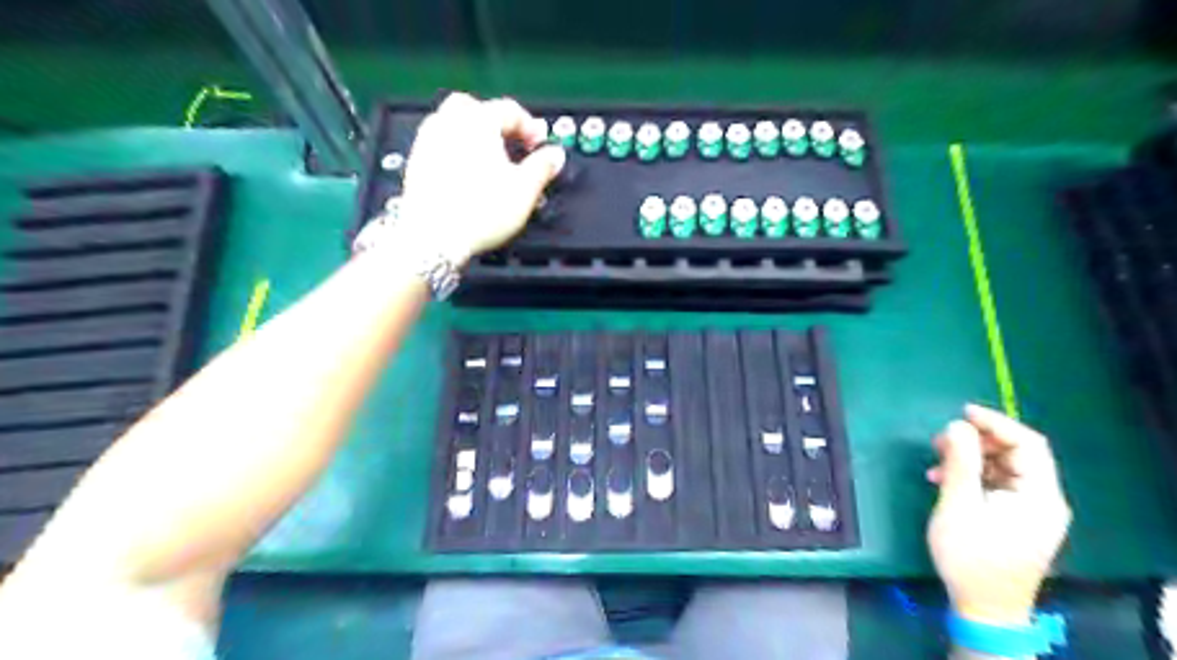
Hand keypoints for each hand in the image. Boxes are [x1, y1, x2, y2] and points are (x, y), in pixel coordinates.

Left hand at [398, 90, 568, 265]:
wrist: (434, 238)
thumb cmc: (478, 212)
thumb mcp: (524, 190)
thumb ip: (543, 167)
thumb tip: (555, 156)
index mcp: (478, 122)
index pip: (509, 110)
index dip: (530, 126)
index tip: (540, 145)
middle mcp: (449, 124)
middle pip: (474, 107)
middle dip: (495, 122)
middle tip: (511, 143)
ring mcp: (428, 142)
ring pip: (452, 123)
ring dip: (473, 135)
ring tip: (490, 161)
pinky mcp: (417, 164)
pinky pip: (440, 145)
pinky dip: (456, 152)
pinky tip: (467, 175)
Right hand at [928, 404, 1072, 627]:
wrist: (984, 609)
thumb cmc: (971, 557)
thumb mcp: (958, 506)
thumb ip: (960, 463)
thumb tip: (957, 425)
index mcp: (1039, 496)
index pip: (1028, 445)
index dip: (996, 423)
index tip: (962, 412)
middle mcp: (1042, 500)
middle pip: (1016, 455)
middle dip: (978, 441)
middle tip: (940, 440)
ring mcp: (1030, 512)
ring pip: (1003, 469)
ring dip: (970, 459)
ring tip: (936, 460)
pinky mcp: (1015, 520)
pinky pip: (997, 485)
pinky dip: (972, 477)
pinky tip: (943, 480)